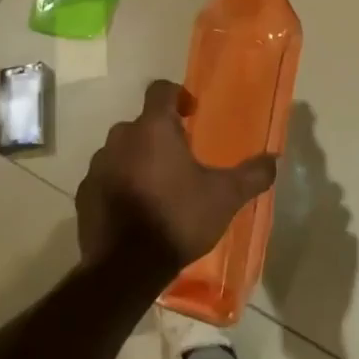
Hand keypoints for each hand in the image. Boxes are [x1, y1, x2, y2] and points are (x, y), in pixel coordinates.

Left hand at [77, 80, 277, 287]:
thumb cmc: (178, 219)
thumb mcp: (224, 197)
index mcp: (154, 128)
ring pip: (121, 150)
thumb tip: (274, 159)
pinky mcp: (85, 193)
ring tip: (157, 186)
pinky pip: (105, 178)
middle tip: (179, 158)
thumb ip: (251, 175)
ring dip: (137, 159)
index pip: (160, 89)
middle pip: (141, 123)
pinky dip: (119, 185)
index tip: (191, 113)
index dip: (177, 95)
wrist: (125, 269)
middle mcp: (121, 137)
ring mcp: (98, 165)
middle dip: (159, 134)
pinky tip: (135, 209)